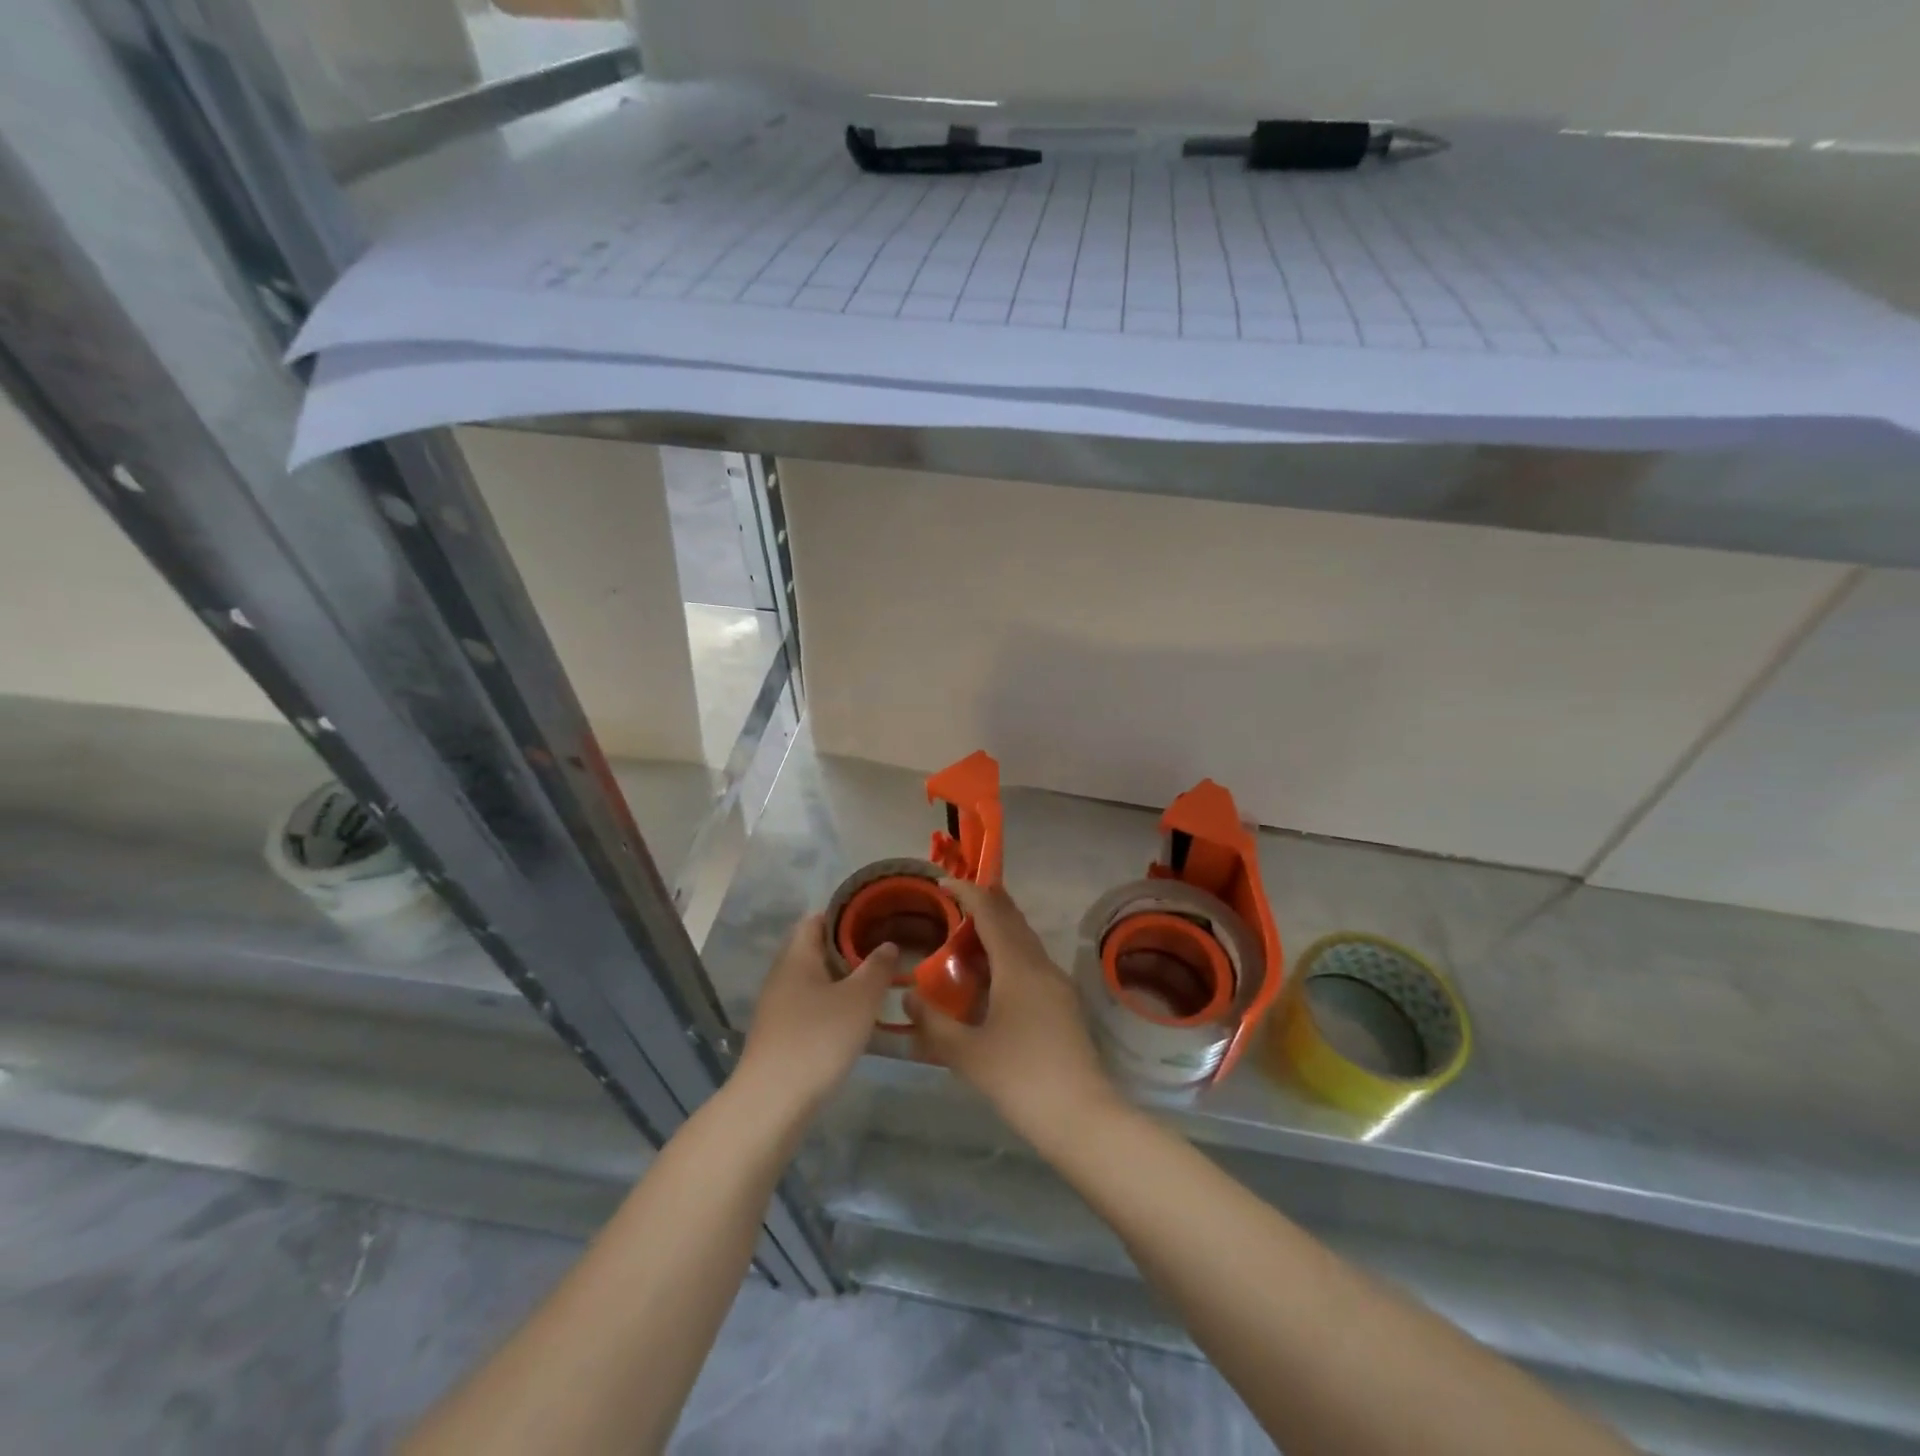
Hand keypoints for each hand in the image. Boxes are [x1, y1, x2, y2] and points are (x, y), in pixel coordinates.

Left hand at [737, 914, 896, 1112]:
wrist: (772, 1101)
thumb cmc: (818, 1038)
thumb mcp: (860, 999)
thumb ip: (877, 968)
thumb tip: (888, 945)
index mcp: (798, 956)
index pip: (816, 919)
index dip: (845, 915)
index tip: (876, 918)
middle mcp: (782, 974)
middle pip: (815, 949)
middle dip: (847, 948)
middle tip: (882, 951)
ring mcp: (777, 1006)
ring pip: (813, 979)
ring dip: (840, 978)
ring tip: (874, 983)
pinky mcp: (779, 1033)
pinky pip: (808, 1004)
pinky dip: (830, 1003)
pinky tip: (853, 1018)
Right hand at [907, 881, 1118, 1147]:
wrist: (1082, 1117)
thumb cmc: (1020, 1079)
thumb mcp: (966, 1053)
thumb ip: (932, 1022)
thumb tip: (909, 996)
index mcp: (1018, 967)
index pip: (991, 912)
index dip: (967, 892)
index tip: (943, 883)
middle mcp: (1041, 965)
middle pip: (1012, 920)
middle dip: (984, 904)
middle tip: (953, 904)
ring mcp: (1057, 984)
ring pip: (1024, 942)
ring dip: (997, 932)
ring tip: (965, 942)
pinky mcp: (1064, 1004)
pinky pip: (1031, 963)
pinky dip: (1007, 956)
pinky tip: (990, 981)